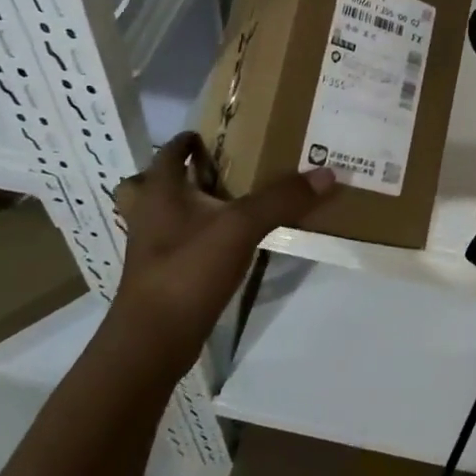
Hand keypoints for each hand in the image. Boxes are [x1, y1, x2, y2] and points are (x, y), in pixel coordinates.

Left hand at [112, 132, 334, 376]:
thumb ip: (282, 198)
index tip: (216, 135)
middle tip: (215, 171)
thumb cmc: (188, 270)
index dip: (189, 140)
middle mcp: (148, 214)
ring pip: (163, 215)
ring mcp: (151, 248)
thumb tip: (327, 173)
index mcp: (159, 191)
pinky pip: (177, 243)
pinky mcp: (162, 276)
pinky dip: (196, 237)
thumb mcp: (241, 227)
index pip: (169, 151)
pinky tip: (226, 243)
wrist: (153, 341)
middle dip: (178, 174)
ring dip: (185, 207)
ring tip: (223, 205)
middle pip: (151, 183)